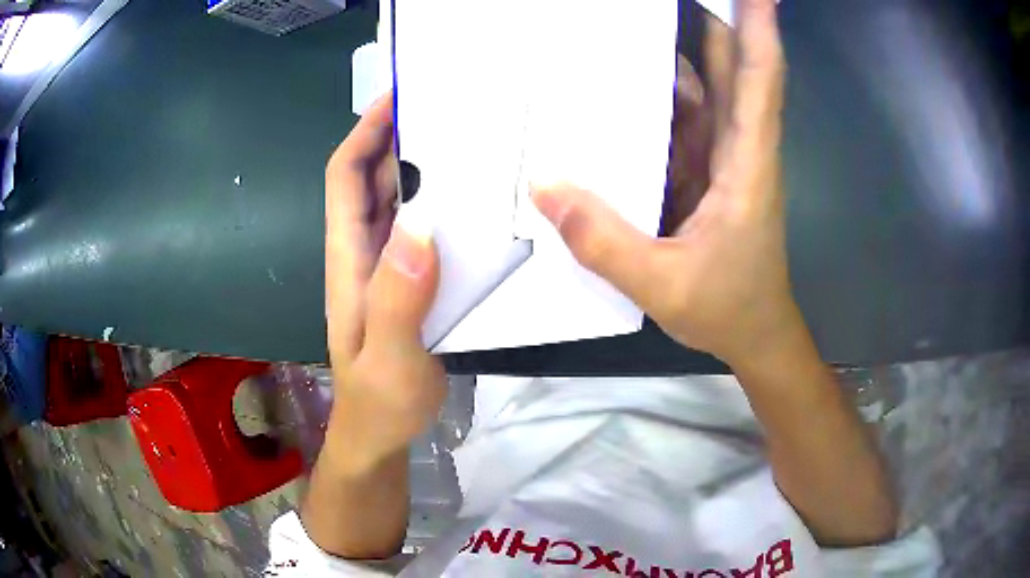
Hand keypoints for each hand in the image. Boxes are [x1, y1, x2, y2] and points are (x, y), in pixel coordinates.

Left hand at [325, 92, 445, 466]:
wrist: (381, 434)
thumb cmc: (379, 402)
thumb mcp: (387, 358)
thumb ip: (397, 300)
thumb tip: (419, 227)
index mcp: (349, 260)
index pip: (345, 179)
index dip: (364, 134)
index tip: (398, 97)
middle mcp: (365, 253)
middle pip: (375, 179)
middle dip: (401, 138)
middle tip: (450, 109)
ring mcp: (389, 268)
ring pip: (401, 202)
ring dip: (426, 169)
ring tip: (471, 142)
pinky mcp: (411, 282)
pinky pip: (424, 230)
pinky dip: (444, 206)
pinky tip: (478, 202)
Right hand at [533, 0, 792, 368]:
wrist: (755, 336)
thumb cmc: (729, 309)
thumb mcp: (663, 285)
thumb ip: (603, 241)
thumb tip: (544, 187)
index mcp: (747, 163)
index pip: (760, 79)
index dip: (761, 30)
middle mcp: (740, 149)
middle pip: (731, 69)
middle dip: (708, 23)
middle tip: (669, 1)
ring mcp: (723, 160)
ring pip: (708, 90)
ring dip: (680, 53)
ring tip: (635, 27)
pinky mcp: (707, 175)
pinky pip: (686, 121)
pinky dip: (662, 98)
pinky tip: (627, 87)